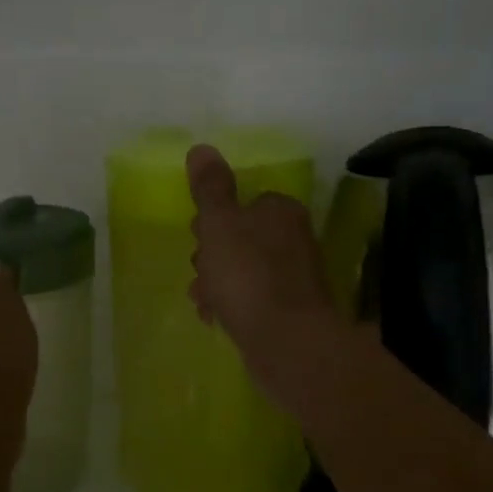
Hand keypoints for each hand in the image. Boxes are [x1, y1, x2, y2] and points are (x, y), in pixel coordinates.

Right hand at [187, 144, 336, 355]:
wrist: (288, 343)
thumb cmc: (248, 274)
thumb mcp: (220, 223)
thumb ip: (210, 188)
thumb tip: (201, 148)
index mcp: (280, 210)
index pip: (243, 203)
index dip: (214, 219)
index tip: (197, 236)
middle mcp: (294, 238)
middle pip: (241, 238)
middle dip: (212, 255)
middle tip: (200, 270)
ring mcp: (295, 278)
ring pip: (243, 271)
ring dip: (217, 282)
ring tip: (204, 300)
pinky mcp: (291, 312)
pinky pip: (252, 300)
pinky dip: (232, 306)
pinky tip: (215, 319)